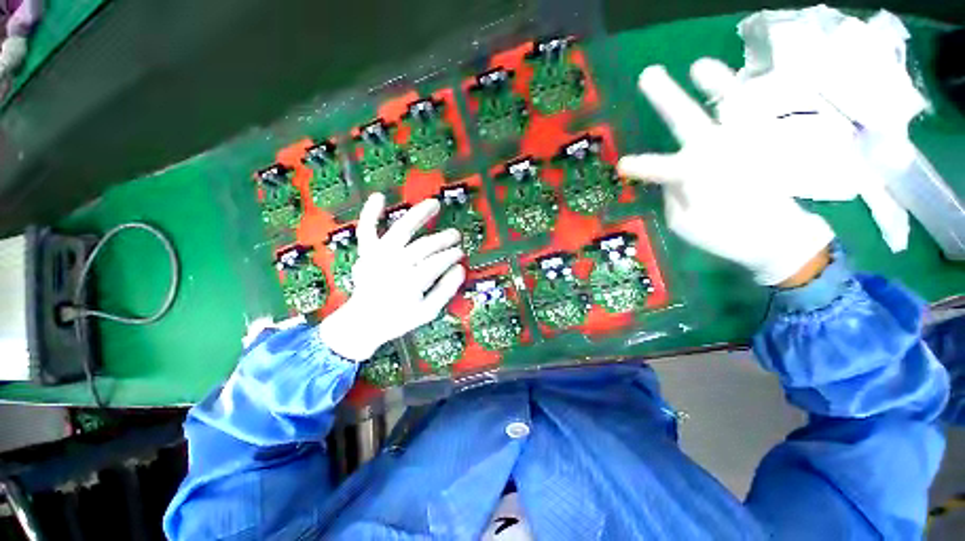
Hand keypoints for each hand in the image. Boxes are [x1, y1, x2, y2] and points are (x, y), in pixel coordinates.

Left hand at [319, 194, 465, 359]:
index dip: (451, 255)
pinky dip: (371, 213)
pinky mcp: (366, 252)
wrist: (362, 322)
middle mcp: (394, 265)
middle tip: (455, 235)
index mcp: (410, 283)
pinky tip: (379, 196)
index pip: (437, 262)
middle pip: (424, 246)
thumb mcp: (428, 312)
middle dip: (443, 239)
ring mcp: (378, 256)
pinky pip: (367, 229)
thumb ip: (445, 290)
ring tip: (434, 203)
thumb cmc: (398, 318)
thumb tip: (460, 269)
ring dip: (419, 215)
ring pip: (401, 230)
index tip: (460, 253)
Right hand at [618, 60, 833, 285]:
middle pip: (688, 119)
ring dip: (715, 81)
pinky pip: (752, 111)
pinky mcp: (763, 141)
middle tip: (647, 75)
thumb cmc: (725, 235)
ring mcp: (745, 141)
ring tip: (699, 65)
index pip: (658, 166)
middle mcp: (719, 151)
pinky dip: (740, 95)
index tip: (622, 164)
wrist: (778, 236)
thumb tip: (670, 177)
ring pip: (731, 102)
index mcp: (696, 176)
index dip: (639, 164)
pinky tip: (726, 86)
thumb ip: (673, 195)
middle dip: (666, 96)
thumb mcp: (685, 224)